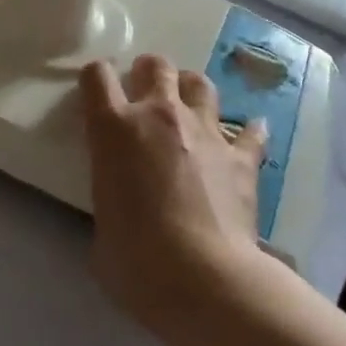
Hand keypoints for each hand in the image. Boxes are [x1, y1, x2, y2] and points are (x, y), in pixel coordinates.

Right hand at [80, 55, 268, 345]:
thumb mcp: (101, 223)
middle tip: (146, 93)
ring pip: (200, 84)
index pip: (97, 76)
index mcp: (115, 128)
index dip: (95, 78)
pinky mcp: (242, 157)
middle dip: (148, 72)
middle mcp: (160, 115)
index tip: (97, 92)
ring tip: (188, 109)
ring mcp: (205, 131)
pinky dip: (247, 132)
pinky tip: (248, 137)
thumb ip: (109, 194)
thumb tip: (122, 202)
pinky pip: (250, 132)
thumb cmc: (135, 260)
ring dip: (191, 91)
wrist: (204, 279)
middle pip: (156, 66)